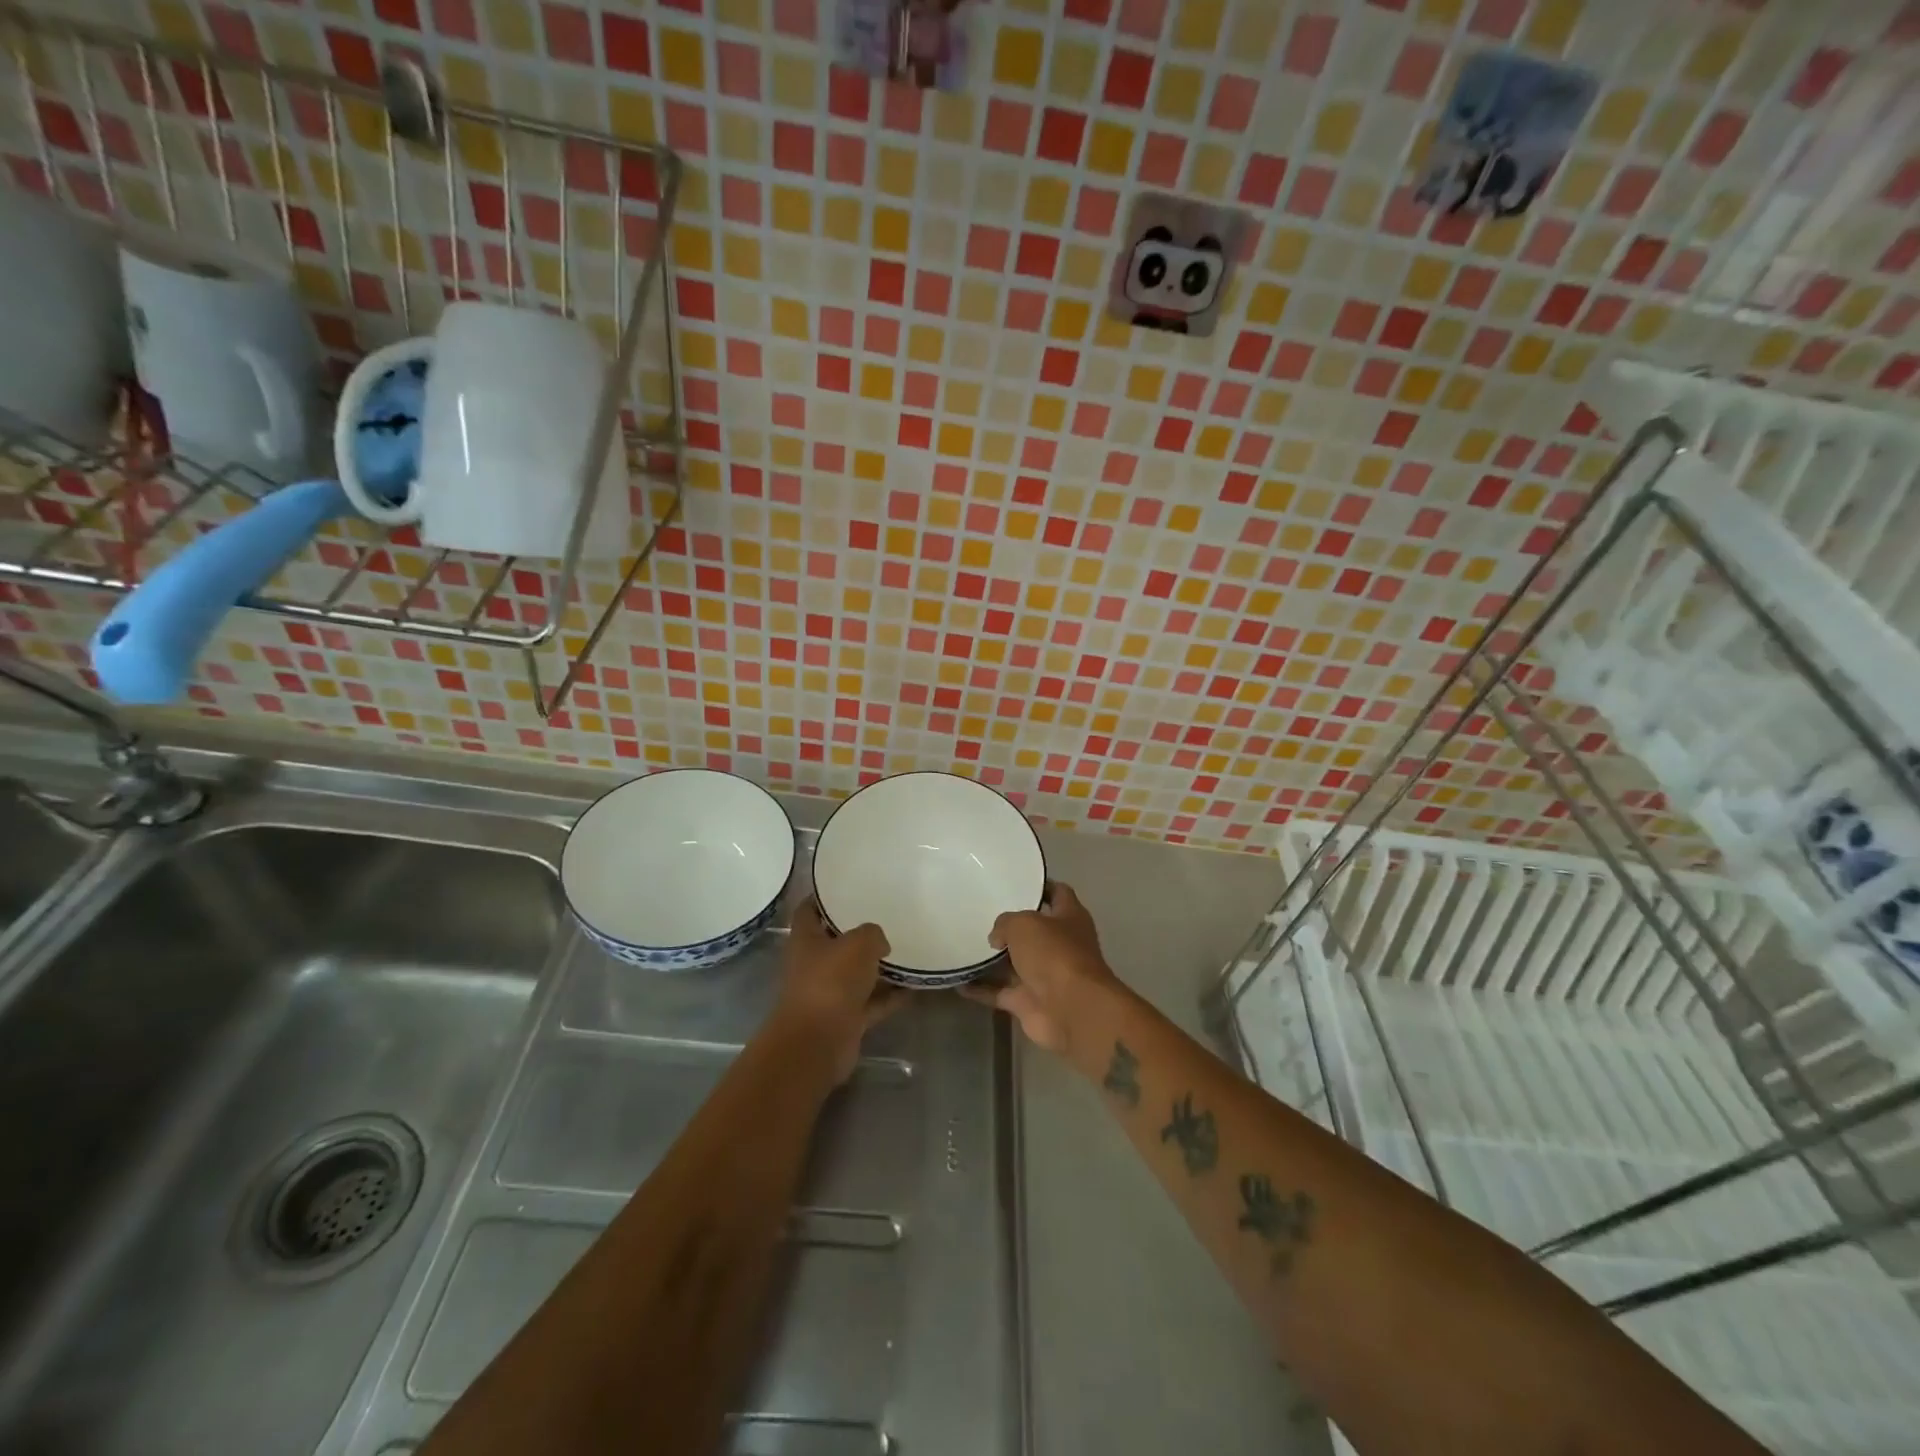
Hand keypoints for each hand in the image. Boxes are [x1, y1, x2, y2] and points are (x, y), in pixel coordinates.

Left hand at [774, 901, 903, 1082]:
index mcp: (806, 939)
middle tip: (886, 916)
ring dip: (877, 966)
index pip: (809, 910)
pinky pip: (872, 1002)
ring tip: (906, 949)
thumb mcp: (859, 943)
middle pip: (836, 943)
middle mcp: (813, 964)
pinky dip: (889, 996)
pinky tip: (914, 986)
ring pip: (856, 974)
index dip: (822, 897)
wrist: (818, 1042)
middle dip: (858, 932)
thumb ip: (872, 934)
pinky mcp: (845, 1018)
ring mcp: (829, 993)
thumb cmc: (831, 981)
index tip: (845, 887)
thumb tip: (880, 943)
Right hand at [962, 883, 1120, 1057]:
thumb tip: (997, 937)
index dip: (1040, 886)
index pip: (1058, 893)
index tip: (1015, 881)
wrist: (1071, 1010)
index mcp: (1070, 918)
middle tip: (978, 912)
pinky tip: (957, 981)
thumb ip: (1005, 923)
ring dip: (992, 959)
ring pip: (1014, 963)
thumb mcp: (1024, 923)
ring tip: (963, 944)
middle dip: (1010, 925)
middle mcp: (1059, 945)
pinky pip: (999, 992)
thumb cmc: (1054, 954)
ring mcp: (1044, 976)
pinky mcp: (1028, 1002)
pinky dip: (980, 989)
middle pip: (1033, 931)